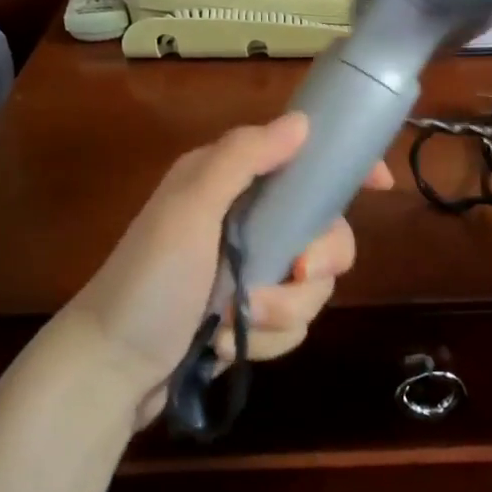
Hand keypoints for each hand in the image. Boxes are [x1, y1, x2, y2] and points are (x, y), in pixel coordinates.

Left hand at [64, 113, 392, 426]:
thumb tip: (301, 122)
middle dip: (318, 262)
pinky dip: (267, 338)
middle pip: (325, 231)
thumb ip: (242, 160)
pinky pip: (294, 323)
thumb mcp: (189, 209)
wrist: (110, 369)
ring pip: (314, 286)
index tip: (381, 186)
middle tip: (298, 275)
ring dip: (283, 310)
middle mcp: (247, 222)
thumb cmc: (148, 281)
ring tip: (238, 321)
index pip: (302, 161)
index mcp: (232, 184)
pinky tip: (228, 345)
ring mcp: (252, 272)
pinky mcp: (252, 316)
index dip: (344, 169)